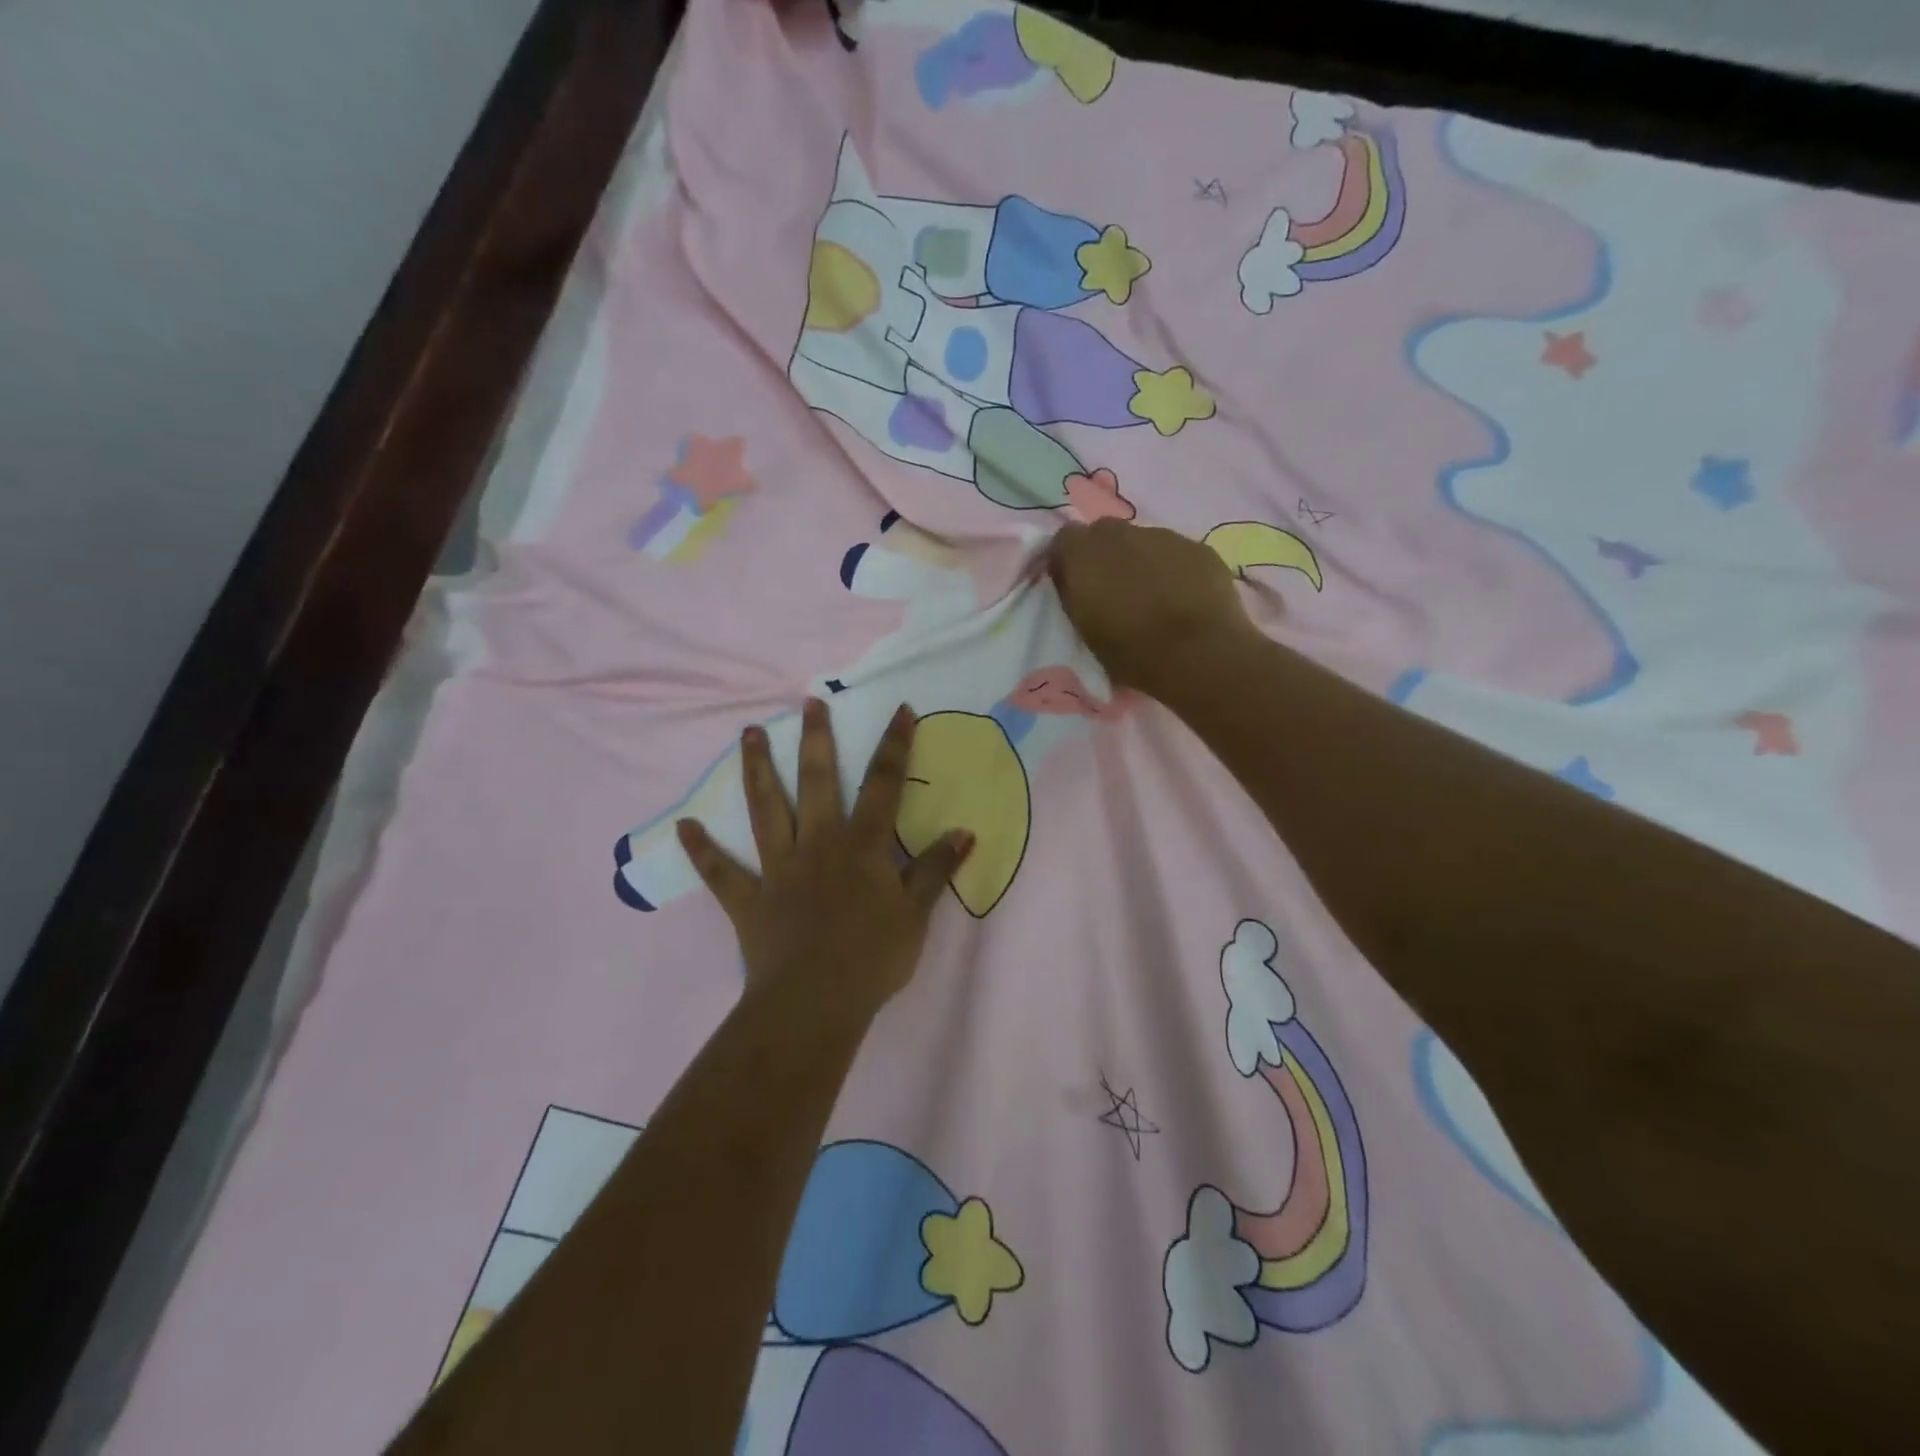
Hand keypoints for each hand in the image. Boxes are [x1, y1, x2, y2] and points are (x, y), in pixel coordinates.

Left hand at [677, 699, 972, 1023]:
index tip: (899, 709)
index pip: (883, 784)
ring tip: (747, 734)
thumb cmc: (873, 957)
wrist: (816, 1003)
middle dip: (815, 739)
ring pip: (765, 810)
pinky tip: (684, 826)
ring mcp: (779, 868)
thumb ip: (935, 869)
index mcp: (861, 845)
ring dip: (757, 770)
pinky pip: (722, 873)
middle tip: (808, 703)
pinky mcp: (749, 899)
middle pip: (816, 782)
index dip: (894, 745)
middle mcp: (818, 844)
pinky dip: (702, 851)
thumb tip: (964, 832)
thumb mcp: (916, 913)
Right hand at [1047, 520, 1259, 697]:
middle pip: (1105, 534)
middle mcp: (1121, 533)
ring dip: (1141, 561)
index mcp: (1084, 553)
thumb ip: (1074, 595)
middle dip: (1105, 556)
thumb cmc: (1131, 651)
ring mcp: (1164, 536)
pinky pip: (1177, 553)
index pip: (1064, 539)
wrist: (1198, 654)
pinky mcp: (1199, 547)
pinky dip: (1174, 569)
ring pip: (1144, 541)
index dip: (1068, 560)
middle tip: (1113, 591)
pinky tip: (1184, 599)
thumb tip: (1075, 582)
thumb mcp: (1084, 630)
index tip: (1073, 585)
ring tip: (1153, 597)